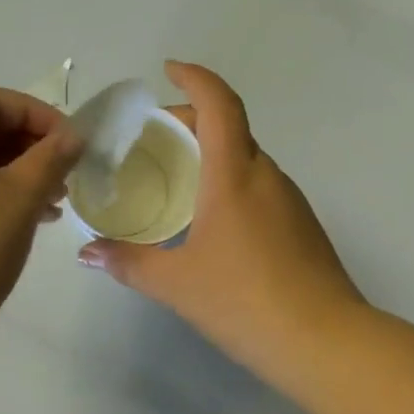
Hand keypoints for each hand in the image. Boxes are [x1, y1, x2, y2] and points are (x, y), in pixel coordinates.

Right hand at [77, 62, 368, 387]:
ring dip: (211, 152)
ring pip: (245, 157)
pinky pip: (257, 184)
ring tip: (174, 176)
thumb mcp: (174, 283)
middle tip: (151, 137)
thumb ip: (126, 262)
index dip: (195, 78)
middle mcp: (266, 176)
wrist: (328, 345)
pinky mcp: (300, 226)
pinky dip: (228, 180)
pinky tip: (208, 217)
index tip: (168, 69)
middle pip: (230, 127)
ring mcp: (289, 201)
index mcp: (235, 175)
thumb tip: (86, 253)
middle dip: (191, 119)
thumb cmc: (245, 301)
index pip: (219, 105)